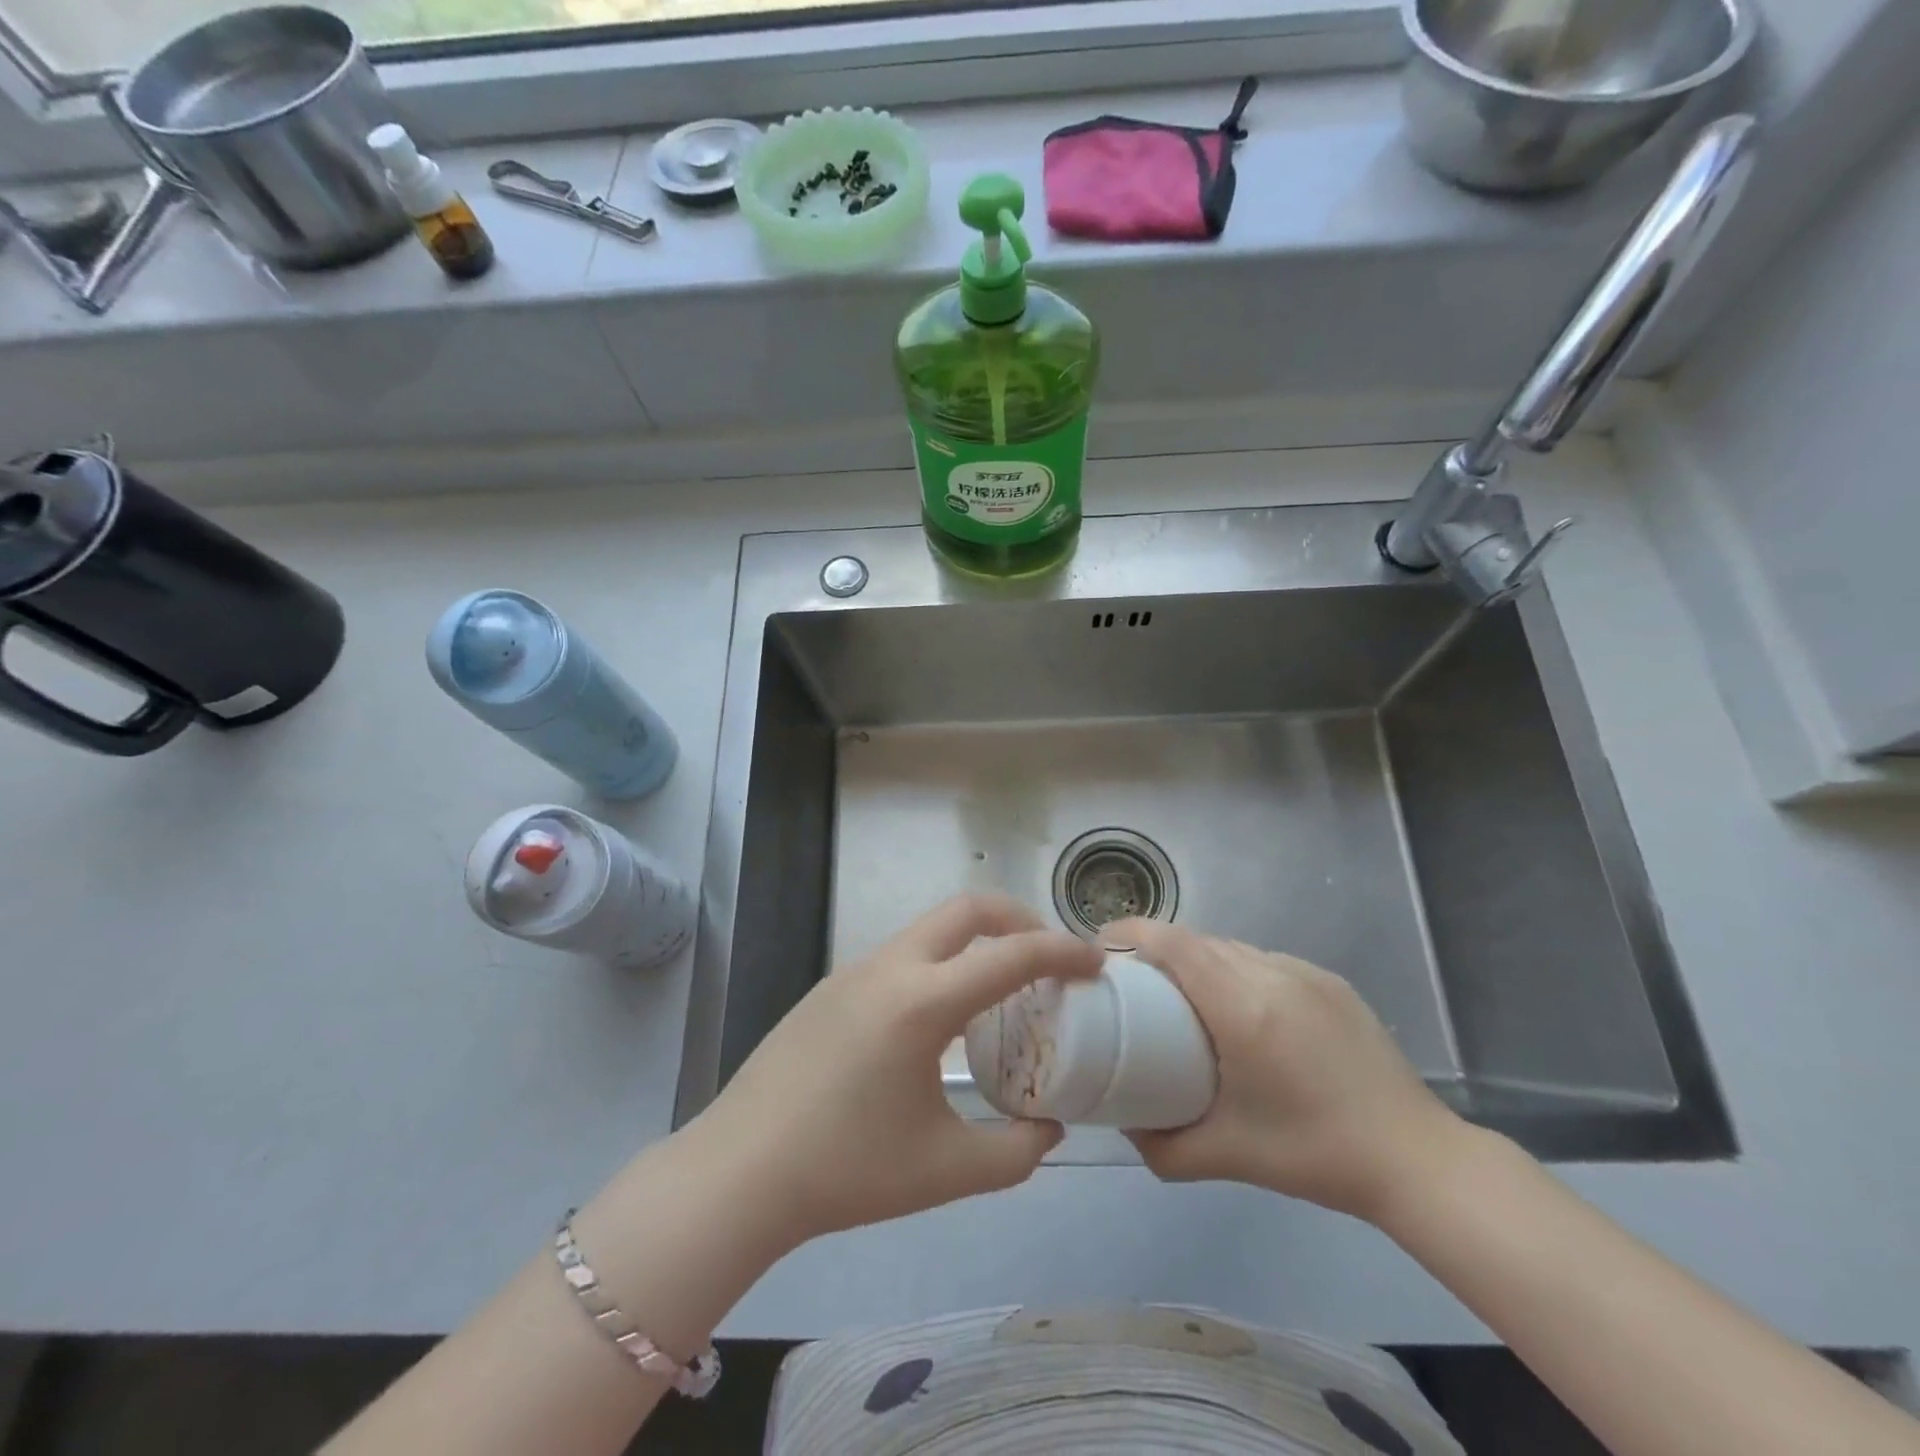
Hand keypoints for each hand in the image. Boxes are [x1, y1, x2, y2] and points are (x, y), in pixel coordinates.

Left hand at [688, 895, 1102, 1250]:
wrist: (739, 1171)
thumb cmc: (847, 1170)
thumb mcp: (946, 1171)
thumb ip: (1015, 1151)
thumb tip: (1049, 1128)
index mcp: (923, 1002)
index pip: (1010, 955)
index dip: (1062, 951)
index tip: (1095, 961)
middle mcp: (889, 968)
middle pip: (966, 909)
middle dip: (1017, 919)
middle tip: (1048, 957)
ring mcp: (853, 971)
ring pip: (929, 931)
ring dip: (974, 943)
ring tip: (998, 993)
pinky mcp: (830, 988)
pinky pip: (900, 957)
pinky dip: (938, 965)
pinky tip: (939, 1021)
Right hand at [1107, 918, 1465, 1223]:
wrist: (1417, 1159)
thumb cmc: (1315, 1155)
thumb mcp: (1227, 1157)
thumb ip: (1162, 1147)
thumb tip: (1123, 1124)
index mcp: (1243, 1009)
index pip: (1174, 943)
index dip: (1132, 934)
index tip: (1101, 949)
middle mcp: (1271, 974)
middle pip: (1197, 940)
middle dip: (1157, 948)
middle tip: (1134, 982)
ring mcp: (1304, 973)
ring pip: (1231, 946)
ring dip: (1197, 958)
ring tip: (1182, 993)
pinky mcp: (1329, 981)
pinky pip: (1263, 959)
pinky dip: (1235, 969)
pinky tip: (1239, 1007)